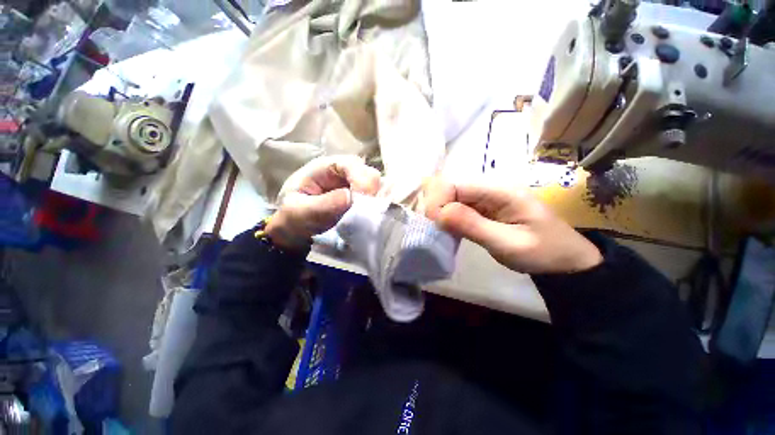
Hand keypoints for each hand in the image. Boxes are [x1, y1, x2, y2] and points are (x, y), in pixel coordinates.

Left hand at [266, 156, 380, 250]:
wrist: (297, 230)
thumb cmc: (294, 217)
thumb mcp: (300, 212)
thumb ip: (322, 205)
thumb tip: (351, 198)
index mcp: (325, 167)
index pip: (352, 164)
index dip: (361, 182)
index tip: (361, 205)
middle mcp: (345, 172)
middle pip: (370, 174)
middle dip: (371, 194)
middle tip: (364, 216)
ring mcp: (355, 185)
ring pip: (377, 188)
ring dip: (375, 203)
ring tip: (366, 219)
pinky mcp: (362, 198)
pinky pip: (377, 200)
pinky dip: (376, 209)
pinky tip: (369, 219)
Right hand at [424, 179, 601, 273]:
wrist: (565, 262)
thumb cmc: (543, 252)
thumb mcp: (508, 243)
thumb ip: (474, 226)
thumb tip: (440, 213)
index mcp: (500, 192)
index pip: (456, 185)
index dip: (438, 201)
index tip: (433, 224)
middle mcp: (491, 190)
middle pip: (452, 190)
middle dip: (438, 208)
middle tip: (435, 231)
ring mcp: (488, 200)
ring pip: (454, 200)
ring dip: (443, 215)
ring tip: (440, 233)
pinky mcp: (485, 211)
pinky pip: (461, 210)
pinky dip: (451, 220)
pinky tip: (449, 232)